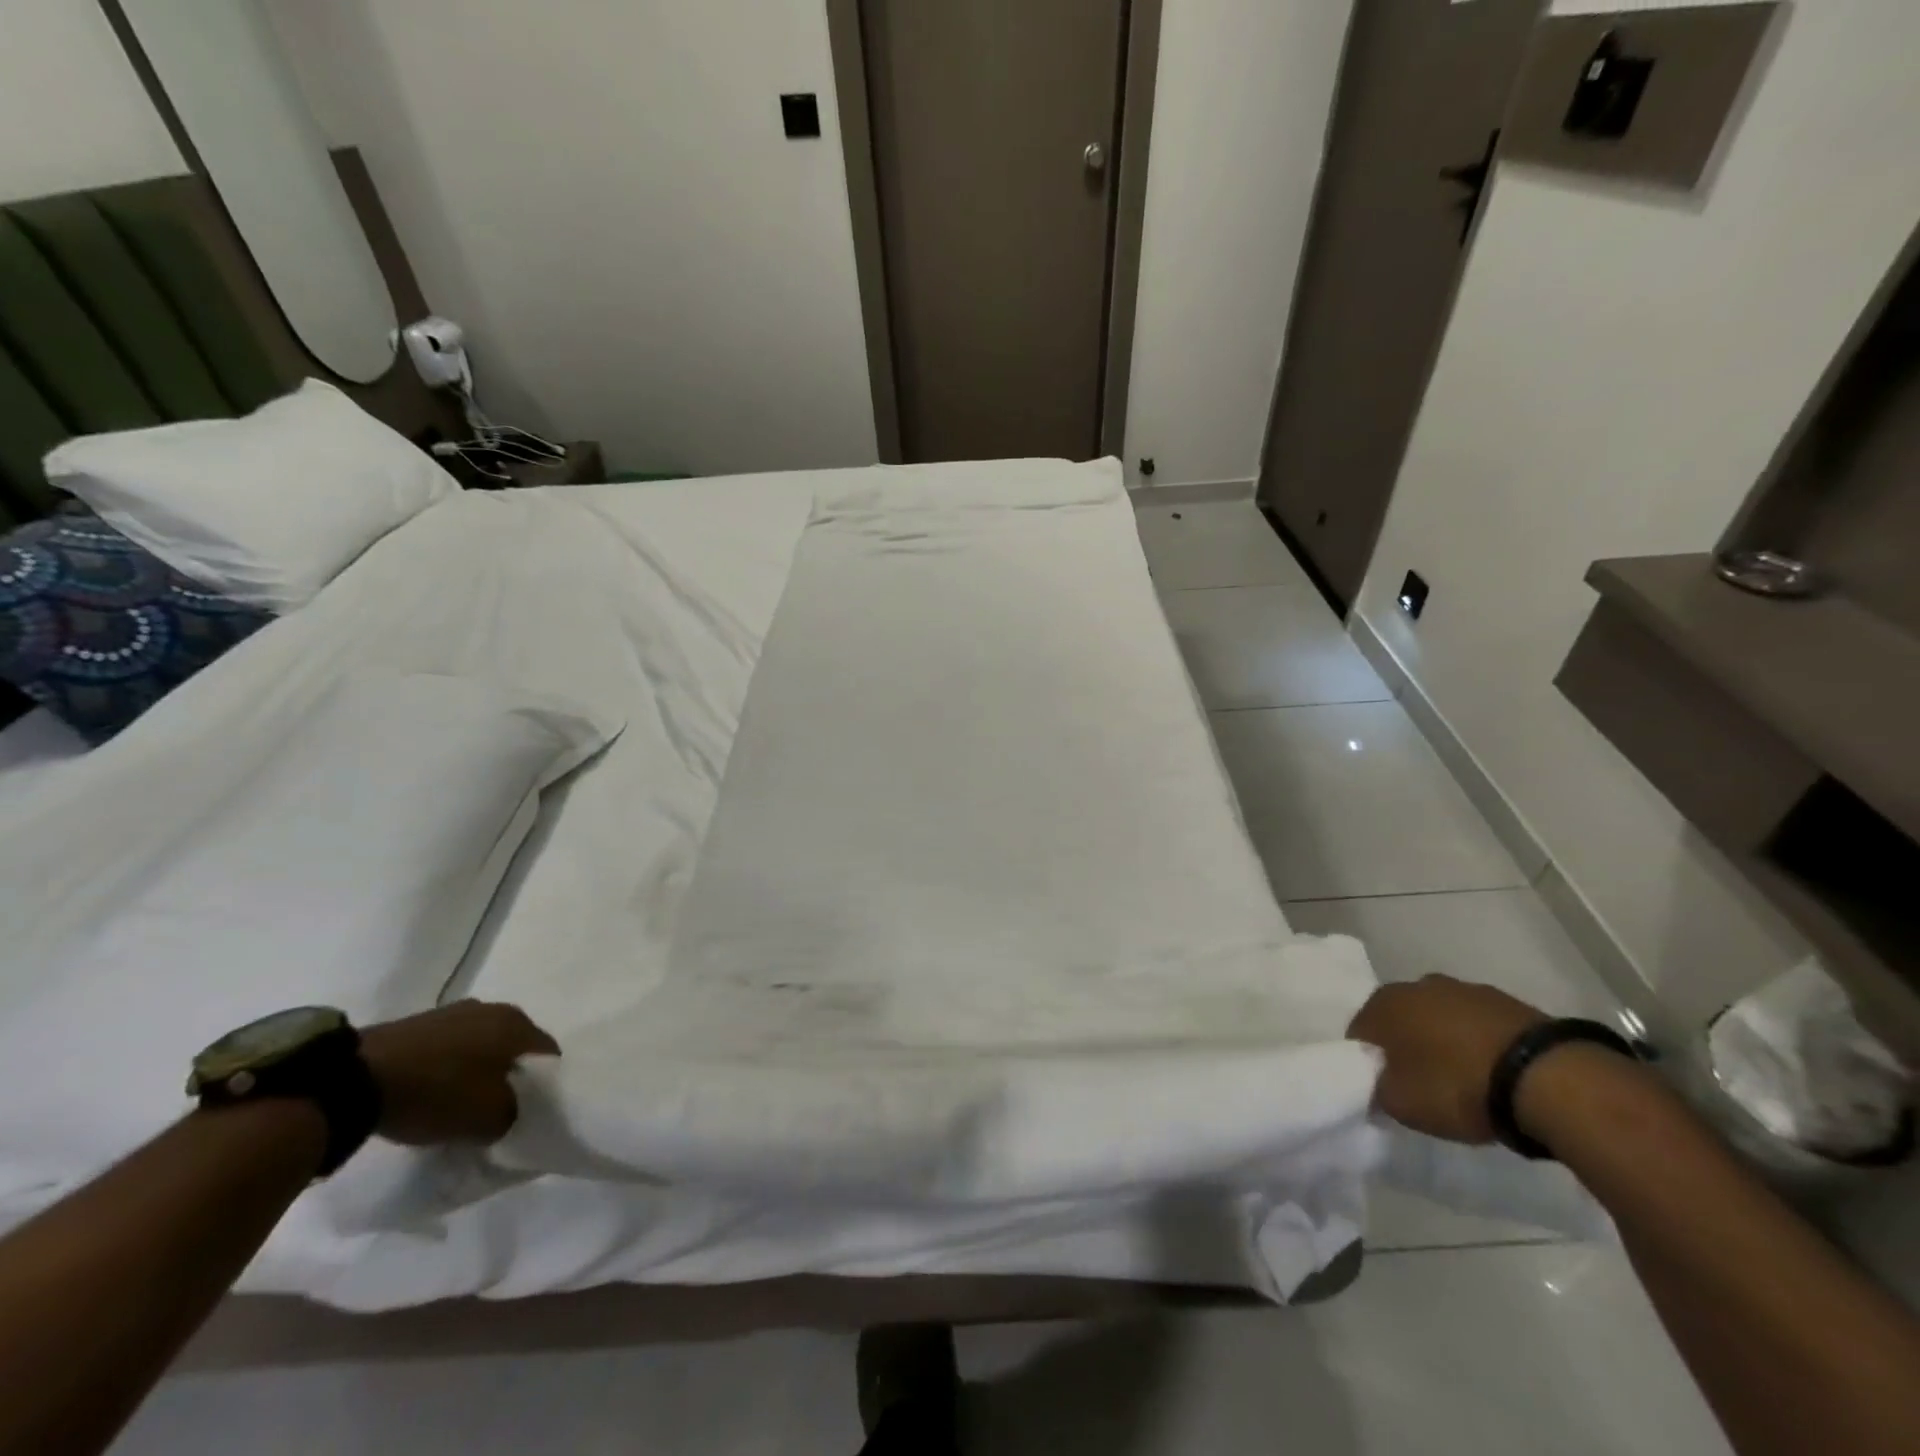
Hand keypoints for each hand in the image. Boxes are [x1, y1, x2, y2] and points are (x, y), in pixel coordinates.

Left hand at [358, 1001, 559, 1145]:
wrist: (353, 1079)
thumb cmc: (437, 1092)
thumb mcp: (490, 1118)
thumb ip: (516, 1114)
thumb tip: (516, 1111)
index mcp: (518, 1023)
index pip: (549, 1055)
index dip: (546, 1086)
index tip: (531, 1112)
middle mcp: (493, 1008)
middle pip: (514, 1048)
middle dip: (510, 1076)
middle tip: (498, 1109)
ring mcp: (453, 1012)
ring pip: (480, 1046)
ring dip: (477, 1071)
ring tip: (460, 1103)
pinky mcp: (418, 1023)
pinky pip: (448, 1049)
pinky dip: (447, 1068)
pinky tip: (432, 1092)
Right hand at [1348, 976, 1546, 1143]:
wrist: (1547, 1079)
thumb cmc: (1458, 1086)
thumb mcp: (1400, 1103)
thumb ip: (1377, 1088)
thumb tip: (1376, 1082)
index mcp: (1384, 1003)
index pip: (1360, 1032)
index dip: (1368, 1062)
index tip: (1383, 1088)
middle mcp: (1417, 985)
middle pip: (1400, 1020)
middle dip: (1405, 1046)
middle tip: (1420, 1084)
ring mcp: (1465, 989)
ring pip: (1440, 1018)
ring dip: (1443, 1041)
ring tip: (1462, 1080)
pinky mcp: (1508, 1002)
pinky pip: (1478, 1024)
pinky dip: (1478, 1043)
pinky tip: (1492, 1072)